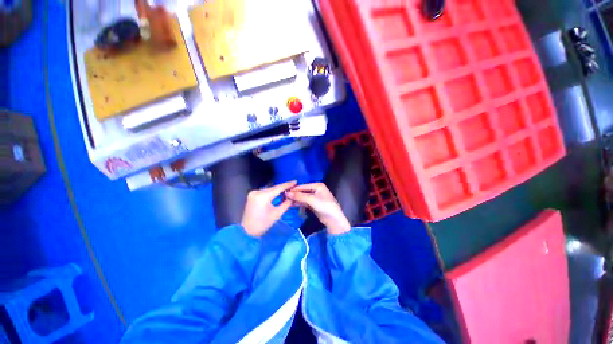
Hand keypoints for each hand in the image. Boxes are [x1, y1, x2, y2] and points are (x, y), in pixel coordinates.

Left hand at [241, 181, 296, 237]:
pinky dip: (272, 192)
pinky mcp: (252, 195)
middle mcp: (257, 192)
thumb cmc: (263, 224)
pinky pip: (265, 192)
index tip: (295, 181)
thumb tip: (292, 196)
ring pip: (269, 189)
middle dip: (283, 187)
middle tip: (293, 185)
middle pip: (273, 188)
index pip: (278, 188)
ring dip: (278, 190)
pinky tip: (279, 193)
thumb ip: (286, 203)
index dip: (287, 185)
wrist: (247, 232)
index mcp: (262, 196)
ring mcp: (253, 193)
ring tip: (288, 188)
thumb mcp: (277, 214)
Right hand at [286, 183, 350, 234]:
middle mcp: (316, 190)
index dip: (294, 189)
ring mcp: (315, 197)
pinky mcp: (313, 204)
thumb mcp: (312, 200)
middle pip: (303, 191)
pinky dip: (299, 203)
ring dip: (296, 199)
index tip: (285, 192)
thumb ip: (299, 196)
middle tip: (284, 198)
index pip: (303, 186)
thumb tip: (288, 193)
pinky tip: (292, 204)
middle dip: (294, 194)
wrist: (333, 219)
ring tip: (286, 201)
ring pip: (303, 197)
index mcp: (317, 185)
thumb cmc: (324, 206)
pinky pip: (305, 202)